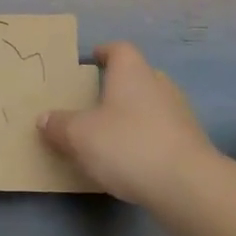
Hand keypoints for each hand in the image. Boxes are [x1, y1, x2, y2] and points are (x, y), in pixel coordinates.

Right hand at [39, 41, 220, 204]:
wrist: (186, 185)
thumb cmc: (127, 145)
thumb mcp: (79, 136)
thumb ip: (59, 125)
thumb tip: (45, 118)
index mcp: (132, 72)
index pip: (119, 49)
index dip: (104, 52)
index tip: (91, 60)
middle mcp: (159, 84)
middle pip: (137, 76)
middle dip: (117, 85)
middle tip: (95, 100)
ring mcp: (180, 113)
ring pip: (151, 104)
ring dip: (133, 114)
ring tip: (110, 132)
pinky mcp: (190, 142)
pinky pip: (161, 131)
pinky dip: (146, 137)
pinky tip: (131, 158)